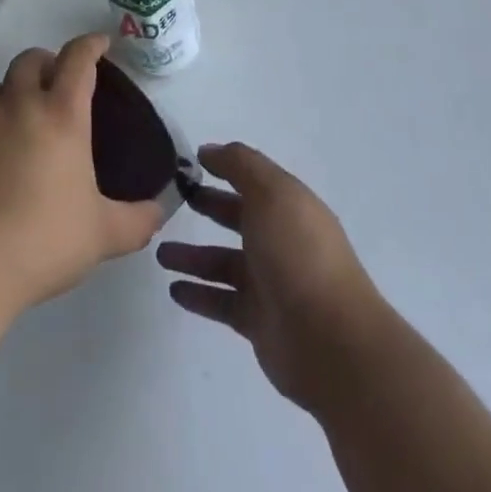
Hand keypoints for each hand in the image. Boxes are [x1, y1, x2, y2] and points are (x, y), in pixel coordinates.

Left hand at [0, 34, 163, 315]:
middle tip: (57, 85)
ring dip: (12, 95)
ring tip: (21, 126)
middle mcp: (17, 105)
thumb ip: (136, 221)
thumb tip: (158, 212)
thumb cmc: (40, 241)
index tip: (100, 43)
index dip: (91, 44)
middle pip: (30, 59)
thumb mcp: (101, 236)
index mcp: (60, 115)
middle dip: (46, 62)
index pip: (77, 59)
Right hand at [158, 143, 384, 413]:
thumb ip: (240, 165)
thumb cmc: (299, 254)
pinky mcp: (257, 321)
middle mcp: (280, 240)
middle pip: (238, 217)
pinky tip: (174, 289)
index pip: (252, 179)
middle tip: (173, 200)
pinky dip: (198, 294)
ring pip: (223, 261)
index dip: (224, 167)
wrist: (330, 341)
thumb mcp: (271, 193)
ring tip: (160, 253)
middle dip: (209, 206)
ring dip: (193, 256)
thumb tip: (209, 150)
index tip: (189, 162)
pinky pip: (221, 301)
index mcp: (289, 206)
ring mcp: (269, 282)